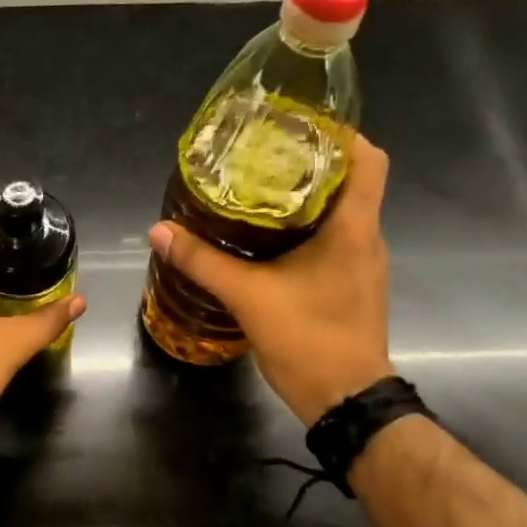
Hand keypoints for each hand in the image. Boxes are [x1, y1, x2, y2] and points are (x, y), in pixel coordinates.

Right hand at [147, 132, 393, 426]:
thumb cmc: (309, 339)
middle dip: (310, 161)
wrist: (346, 401)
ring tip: (259, 187)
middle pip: (350, 180)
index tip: (299, 126)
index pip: (368, 160)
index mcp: (353, 228)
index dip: (341, 134)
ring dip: (306, 196)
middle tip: (262, 154)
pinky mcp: (352, 284)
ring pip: (341, 211)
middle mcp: (366, 238)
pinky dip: (306, 228)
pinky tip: (267, 236)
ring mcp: (363, 263)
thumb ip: (202, 260)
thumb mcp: (247, 296)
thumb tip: (159, 230)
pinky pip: (334, 238)